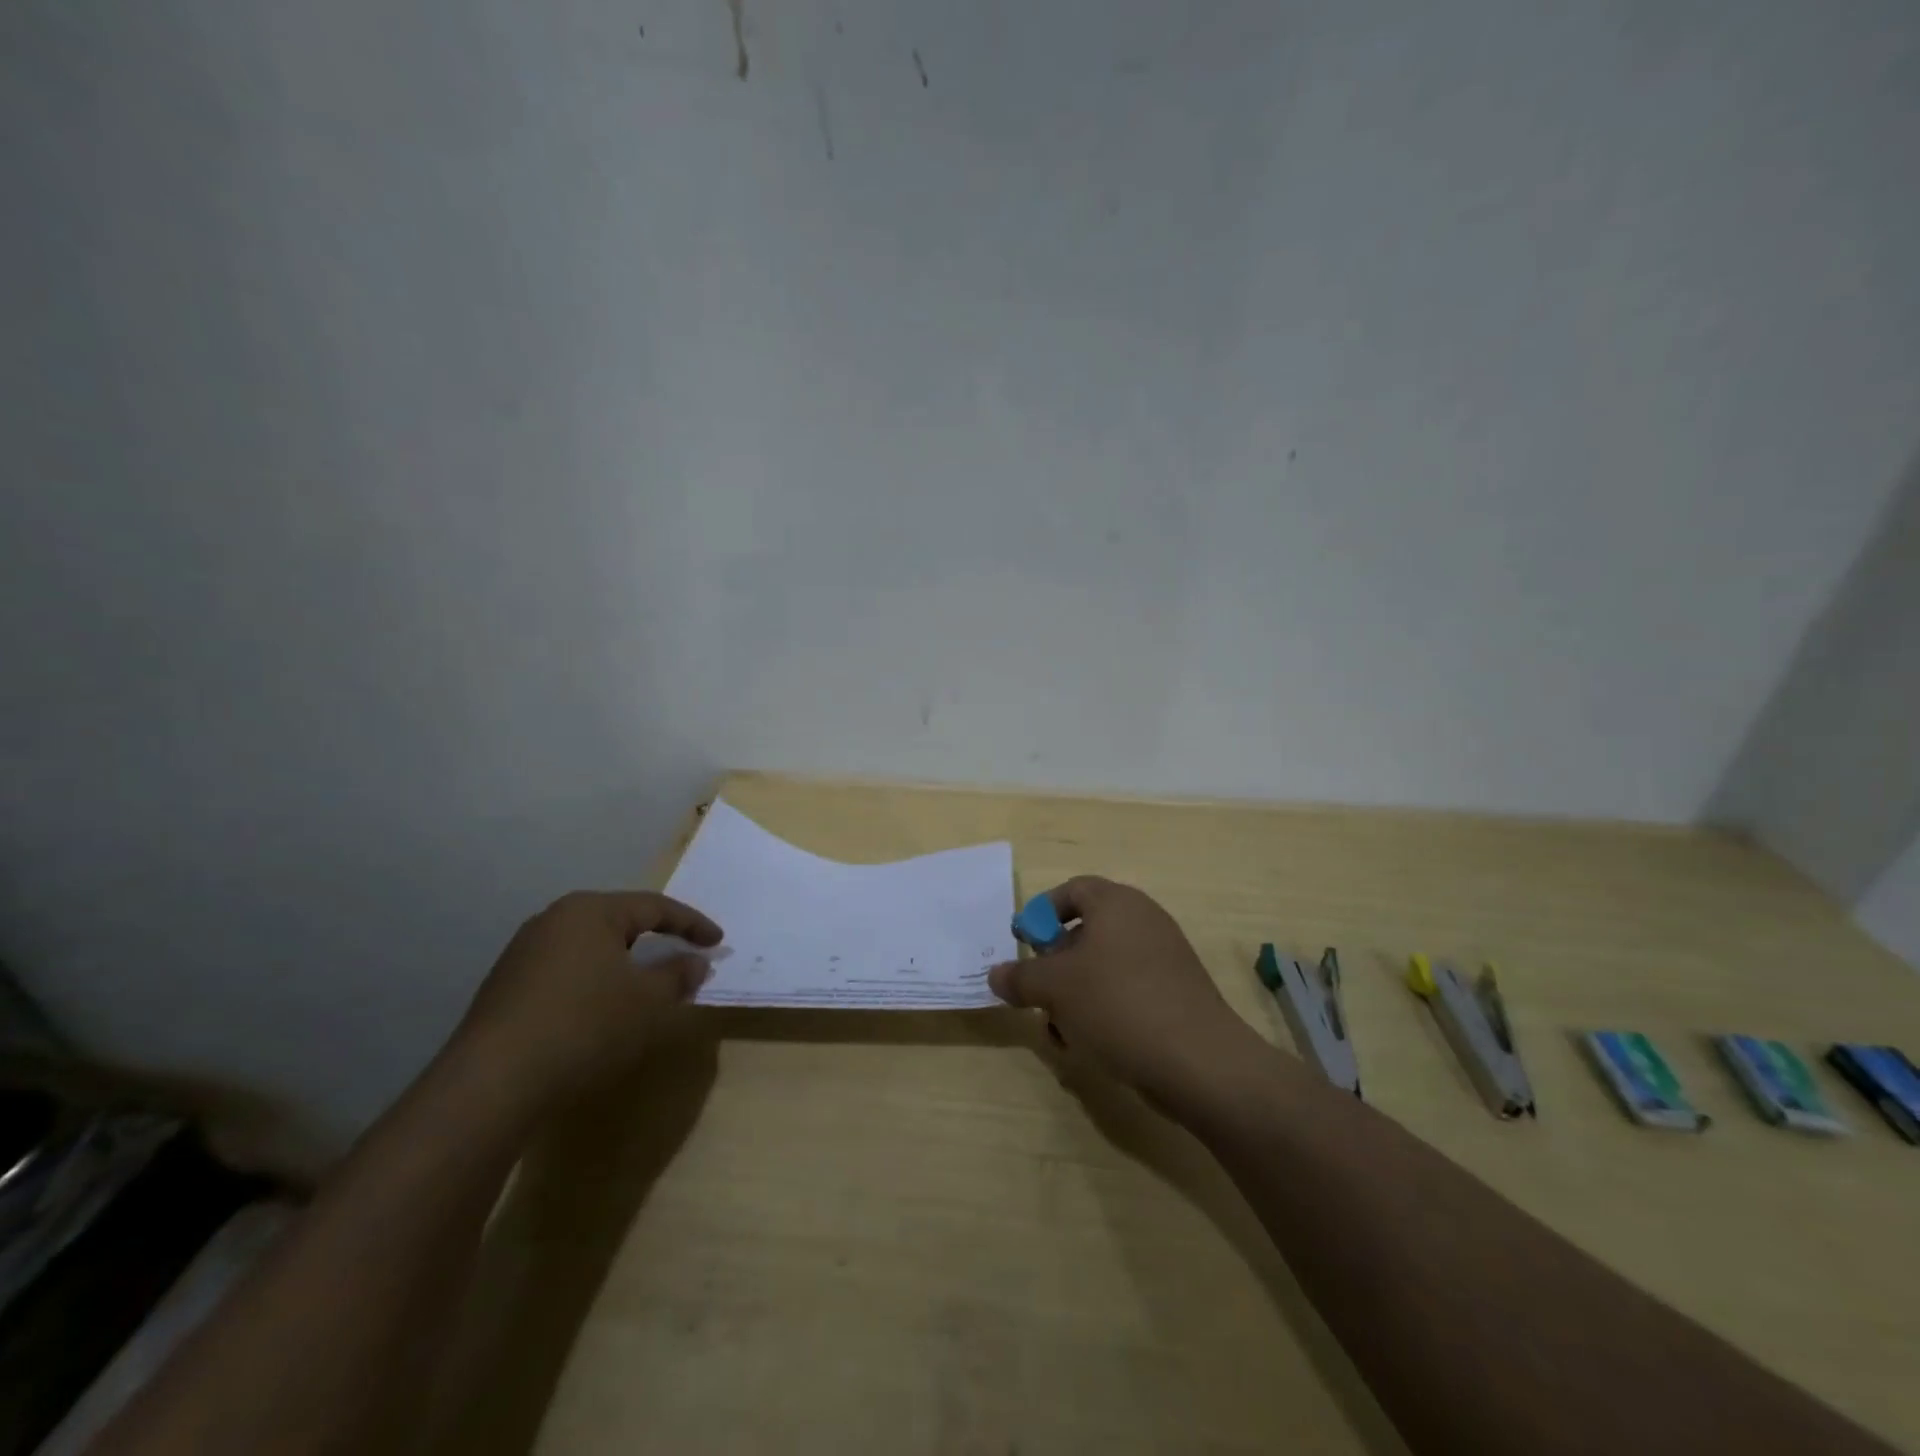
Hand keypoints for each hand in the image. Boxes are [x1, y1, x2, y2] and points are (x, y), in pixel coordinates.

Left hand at [451, 891, 722, 1108]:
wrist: (491, 1084)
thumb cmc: (585, 1026)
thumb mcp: (648, 1001)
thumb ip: (677, 975)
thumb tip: (695, 962)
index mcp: (591, 911)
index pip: (655, 907)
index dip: (692, 924)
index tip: (718, 942)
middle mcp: (554, 920)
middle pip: (619, 922)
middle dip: (656, 939)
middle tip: (684, 955)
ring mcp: (523, 953)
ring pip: (591, 948)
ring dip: (624, 963)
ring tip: (646, 985)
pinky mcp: (506, 987)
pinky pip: (566, 971)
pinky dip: (594, 982)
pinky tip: (601, 1009)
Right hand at [988, 877, 1256, 1106]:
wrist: (1199, 1062)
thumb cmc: (1117, 1005)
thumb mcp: (1055, 988)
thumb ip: (1020, 977)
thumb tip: (996, 974)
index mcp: (1116, 904)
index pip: (1072, 890)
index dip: (1041, 913)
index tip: (1021, 943)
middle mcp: (1143, 921)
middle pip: (1086, 930)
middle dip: (1055, 964)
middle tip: (1037, 992)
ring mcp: (1164, 958)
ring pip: (1103, 967)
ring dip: (1074, 995)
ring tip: (1059, 1031)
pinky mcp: (1175, 994)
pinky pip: (1127, 991)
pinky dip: (1102, 1010)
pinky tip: (1089, 1046)